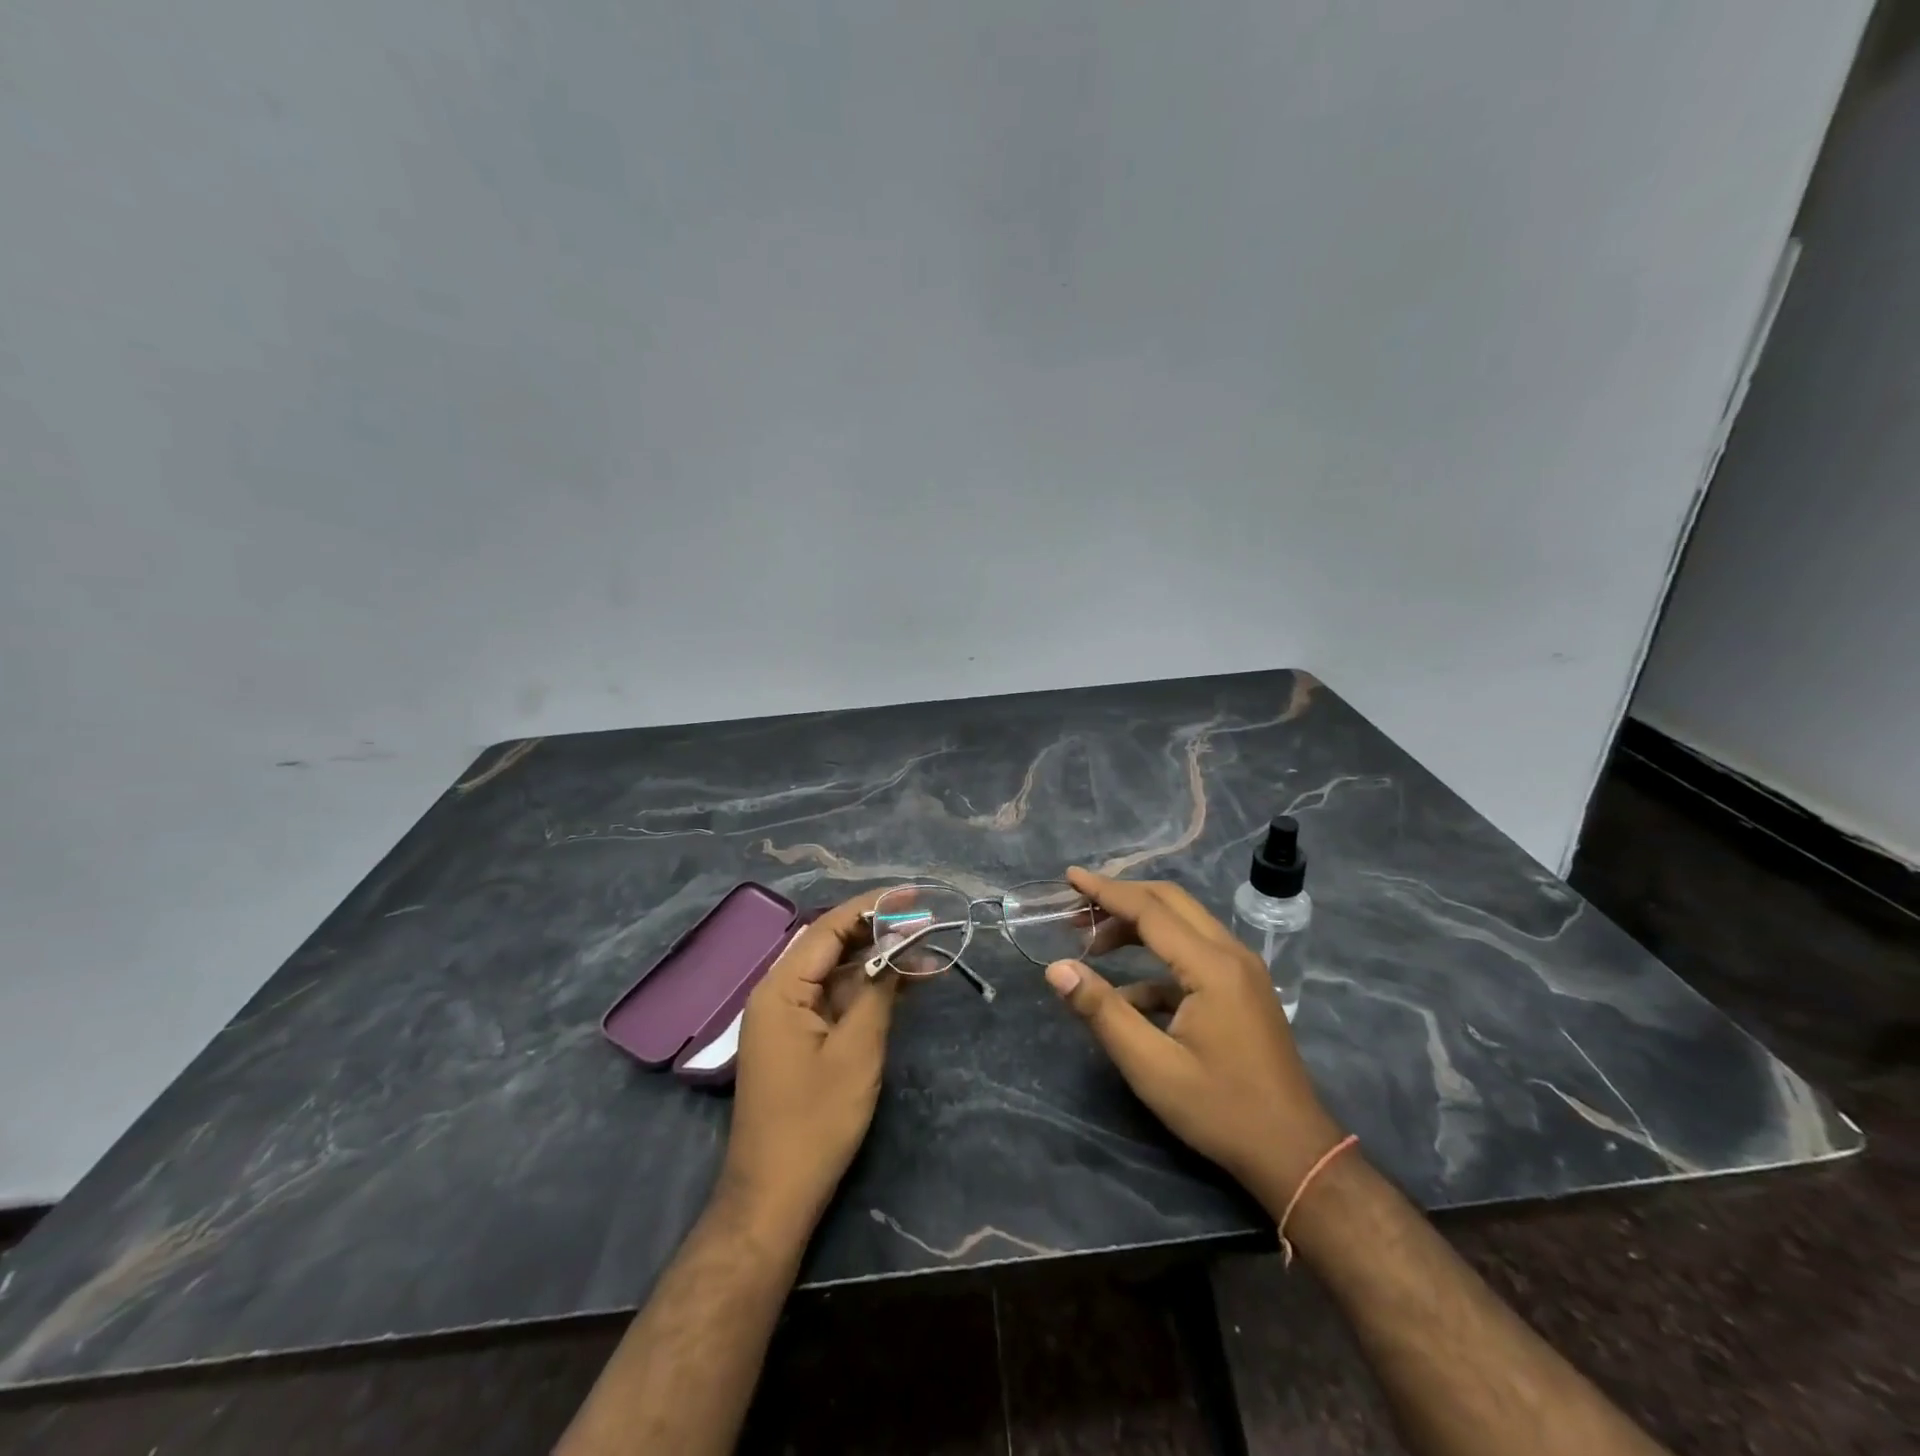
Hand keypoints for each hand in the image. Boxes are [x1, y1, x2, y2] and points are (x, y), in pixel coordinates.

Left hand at [721, 890, 898, 1233]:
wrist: (775, 1194)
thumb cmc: (816, 1120)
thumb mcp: (856, 1050)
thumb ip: (878, 991)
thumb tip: (899, 948)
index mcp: (782, 987)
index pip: (829, 928)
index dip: (872, 907)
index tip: (912, 896)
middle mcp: (779, 993)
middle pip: (831, 945)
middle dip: (879, 931)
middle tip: (925, 922)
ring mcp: (787, 1017)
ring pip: (836, 972)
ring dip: (877, 961)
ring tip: (926, 950)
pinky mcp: (798, 1039)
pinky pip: (834, 999)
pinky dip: (867, 990)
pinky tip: (903, 984)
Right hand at [1043, 868, 1345, 1213]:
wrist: (1294, 1154)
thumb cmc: (1220, 1110)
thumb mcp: (1151, 1067)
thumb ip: (1102, 1012)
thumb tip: (1057, 969)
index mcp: (1211, 966)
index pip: (1149, 910)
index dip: (1105, 890)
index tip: (1070, 876)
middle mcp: (1231, 954)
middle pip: (1170, 902)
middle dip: (1121, 898)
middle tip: (1078, 906)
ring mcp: (1242, 970)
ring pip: (1183, 923)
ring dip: (1138, 925)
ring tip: (1093, 945)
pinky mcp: (1243, 988)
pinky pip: (1194, 954)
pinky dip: (1157, 961)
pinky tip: (1126, 994)